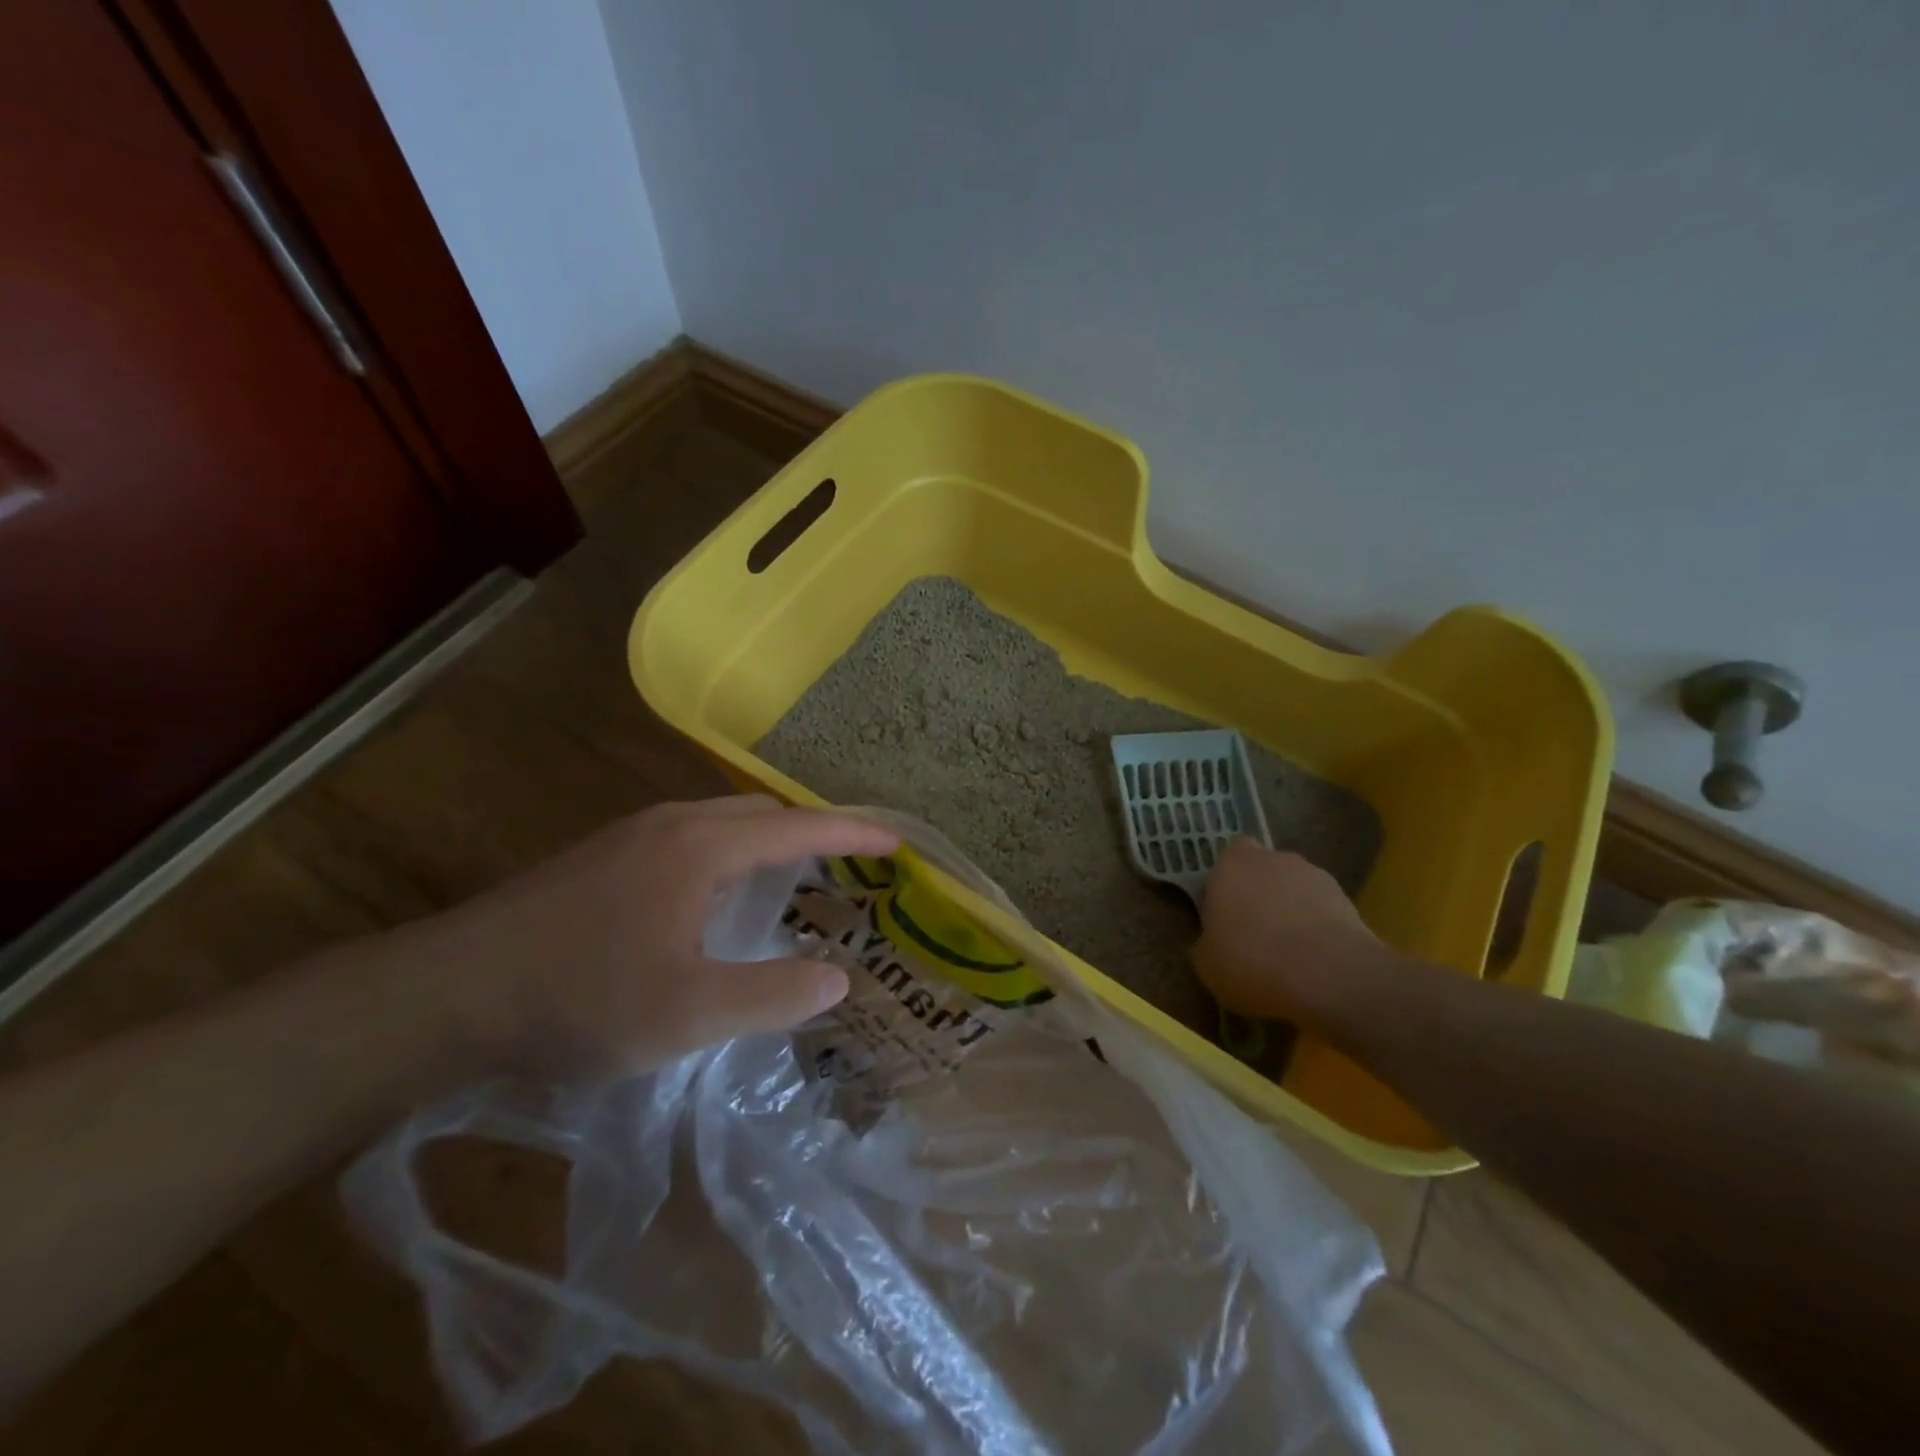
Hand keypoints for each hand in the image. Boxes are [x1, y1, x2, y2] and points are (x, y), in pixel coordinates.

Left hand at [398, 797, 897, 1080]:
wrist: (444, 993)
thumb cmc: (577, 998)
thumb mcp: (688, 1014)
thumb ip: (772, 995)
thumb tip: (837, 978)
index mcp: (703, 847)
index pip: (800, 829)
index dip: (853, 834)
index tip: (897, 842)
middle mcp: (672, 824)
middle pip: (763, 815)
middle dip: (813, 836)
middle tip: (848, 872)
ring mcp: (631, 835)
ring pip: (722, 824)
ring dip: (767, 845)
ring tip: (792, 886)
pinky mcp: (602, 857)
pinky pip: (690, 839)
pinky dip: (729, 856)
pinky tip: (715, 902)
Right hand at [1193, 838, 1379, 1022]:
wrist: (1330, 977)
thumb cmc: (1252, 962)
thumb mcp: (1207, 965)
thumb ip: (1205, 944)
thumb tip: (1209, 943)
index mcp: (1232, 865)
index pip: (1228, 856)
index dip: (1226, 881)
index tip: (1224, 911)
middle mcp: (1274, 859)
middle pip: (1264, 869)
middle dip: (1260, 893)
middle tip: (1255, 931)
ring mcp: (1315, 876)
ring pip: (1296, 888)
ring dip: (1292, 909)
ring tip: (1291, 952)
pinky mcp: (1348, 901)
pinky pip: (1324, 910)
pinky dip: (1319, 927)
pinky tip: (1316, 960)